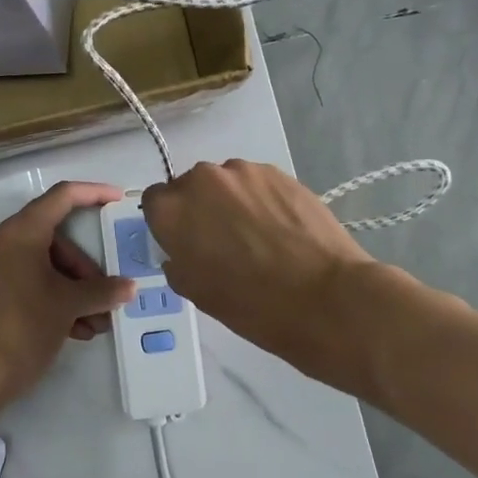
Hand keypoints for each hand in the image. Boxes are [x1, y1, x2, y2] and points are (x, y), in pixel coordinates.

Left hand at [0, 182, 135, 415]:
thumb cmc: (23, 328)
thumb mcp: (68, 307)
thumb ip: (101, 291)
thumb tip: (128, 288)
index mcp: (18, 233)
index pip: (61, 197)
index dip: (93, 194)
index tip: (118, 199)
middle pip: (53, 241)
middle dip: (84, 270)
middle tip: (105, 299)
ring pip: (39, 267)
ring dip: (70, 291)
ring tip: (94, 325)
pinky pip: (22, 283)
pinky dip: (48, 299)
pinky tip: (71, 331)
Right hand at [142, 160, 379, 381]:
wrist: (325, 297)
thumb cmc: (252, 304)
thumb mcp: (197, 293)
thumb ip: (178, 261)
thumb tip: (182, 250)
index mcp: (171, 210)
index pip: (153, 202)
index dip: (167, 223)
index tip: (184, 243)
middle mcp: (202, 180)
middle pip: (189, 187)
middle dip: (199, 209)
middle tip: (221, 242)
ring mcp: (244, 172)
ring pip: (225, 183)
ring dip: (231, 202)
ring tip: (256, 236)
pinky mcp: (279, 173)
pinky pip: (256, 183)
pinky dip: (260, 201)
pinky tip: (279, 229)